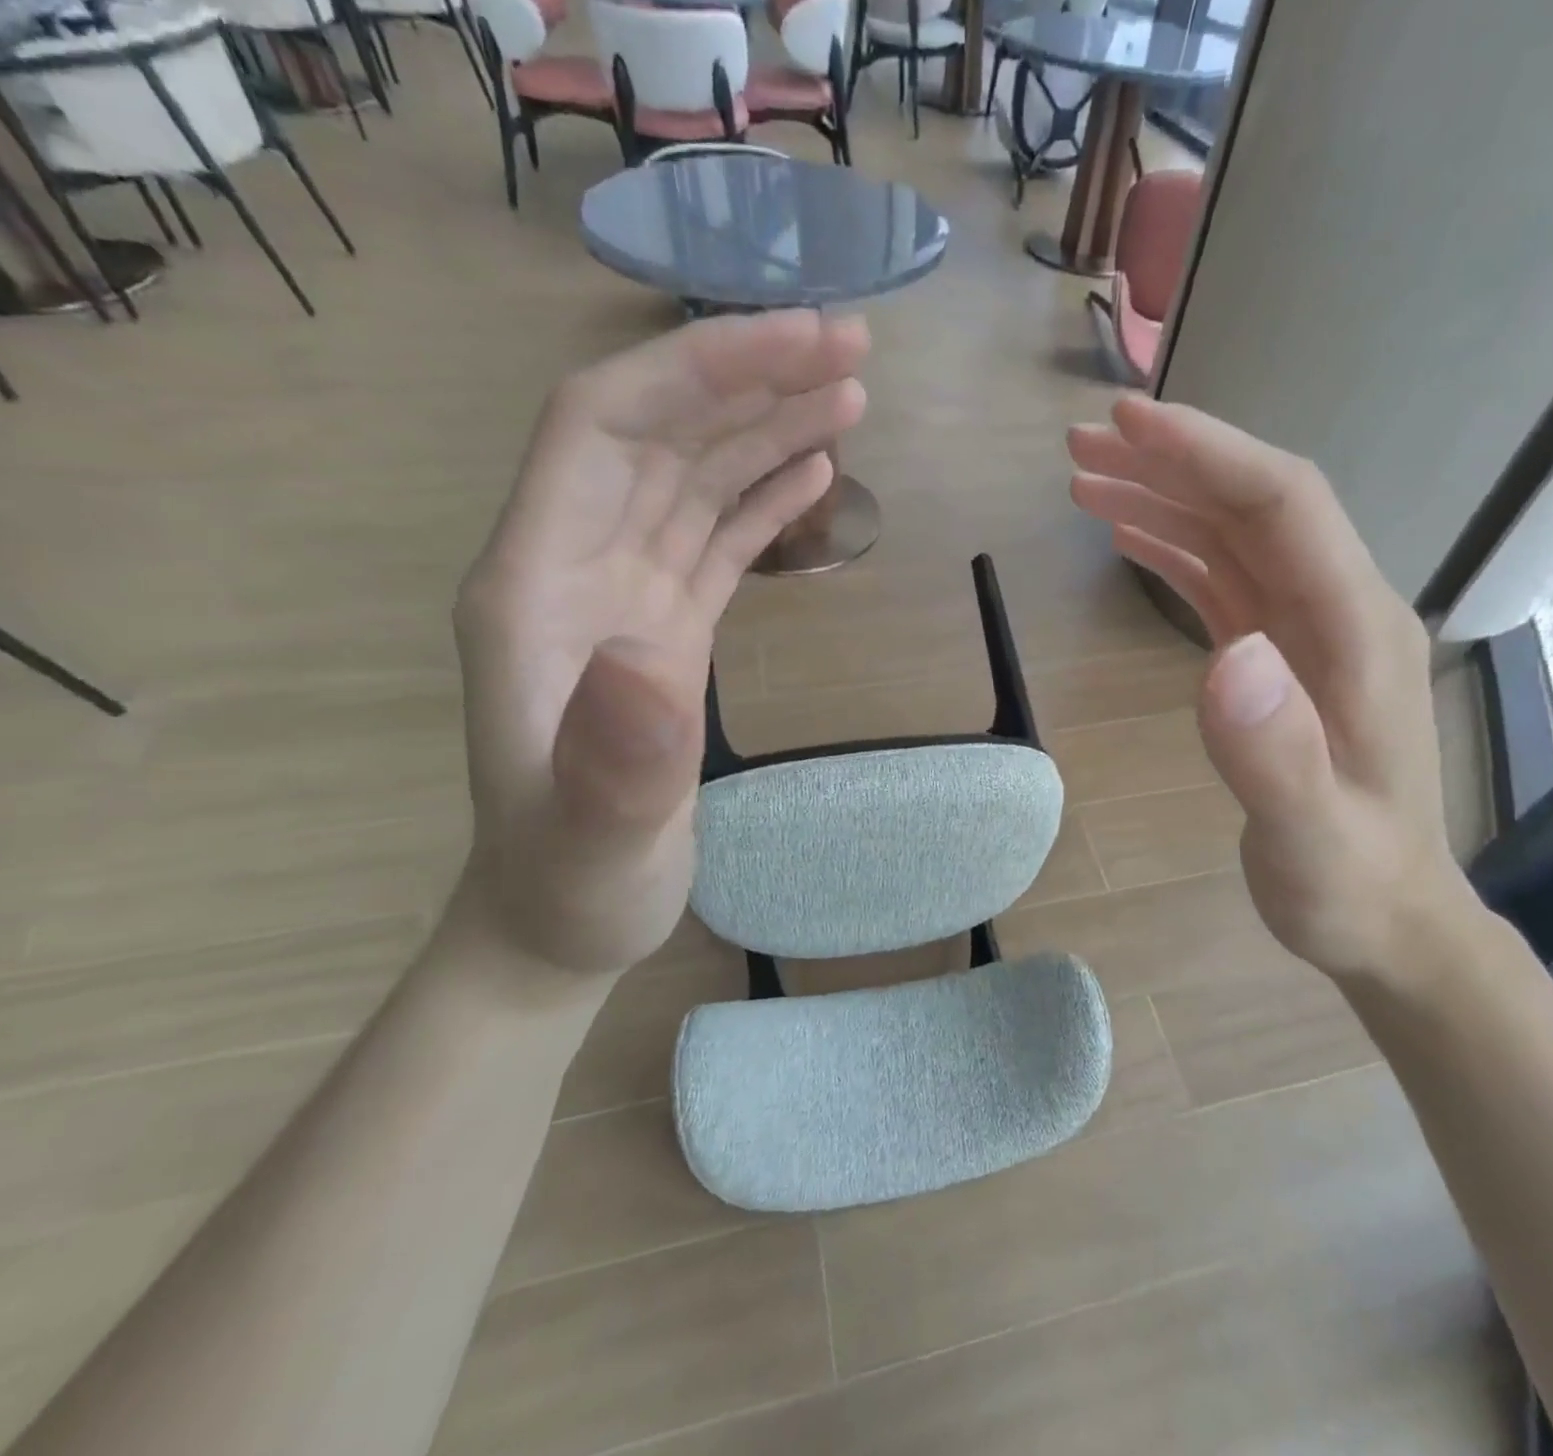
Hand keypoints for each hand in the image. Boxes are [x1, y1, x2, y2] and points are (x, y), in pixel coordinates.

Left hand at [454, 311, 869, 975]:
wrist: (560, 917)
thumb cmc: (571, 882)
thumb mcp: (595, 836)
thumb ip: (616, 756)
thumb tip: (648, 653)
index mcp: (537, 585)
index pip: (601, 427)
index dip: (691, 372)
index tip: (791, 346)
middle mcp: (577, 566)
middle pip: (659, 433)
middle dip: (749, 378)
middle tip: (852, 348)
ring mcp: (625, 594)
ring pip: (696, 477)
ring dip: (767, 427)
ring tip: (851, 392)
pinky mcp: (665, 626)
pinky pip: (714, 536)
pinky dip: (762, 495)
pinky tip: (812, 470)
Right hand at [1067, 396, 1469, 985]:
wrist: (1387, 920)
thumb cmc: (1351, 886)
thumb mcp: (1314, 838)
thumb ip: (1276, 754)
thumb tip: (1228, 655)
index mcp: (1355, 630)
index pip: (1282, 505)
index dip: (1205, 453)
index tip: (1125, 422)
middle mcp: (1335, 611)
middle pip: (1251, 504)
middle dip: (1168, 463)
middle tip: (1078, 446)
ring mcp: (1305, 633)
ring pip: (1231, 536)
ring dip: (1161, 500)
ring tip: (1084, 483)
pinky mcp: (1277, 659)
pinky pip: (1222, 581)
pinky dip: (1173, 548)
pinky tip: (1129, 539)